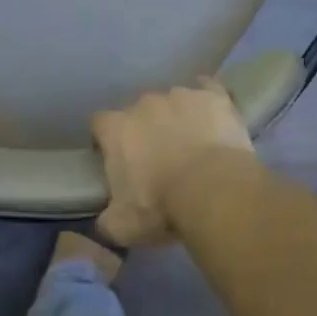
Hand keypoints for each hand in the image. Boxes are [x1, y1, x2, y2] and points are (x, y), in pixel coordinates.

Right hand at [92, 77, 254, 247]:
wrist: (215, 191)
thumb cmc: (162, 206)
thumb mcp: (123, 226)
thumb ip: (107, 220)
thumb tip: (106, 221)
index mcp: (116, 128)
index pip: (100, 124)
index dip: (106, 140)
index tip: (116, 159)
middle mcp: (144, 103)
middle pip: (138, 112)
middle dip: (145, 130)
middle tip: (158, 159)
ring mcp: (181, 96)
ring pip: (173, 102)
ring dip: (177, 118)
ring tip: (192, 146)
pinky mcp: (213, 97)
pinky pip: (208, 89)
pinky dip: (208, 100)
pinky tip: (213, 115)